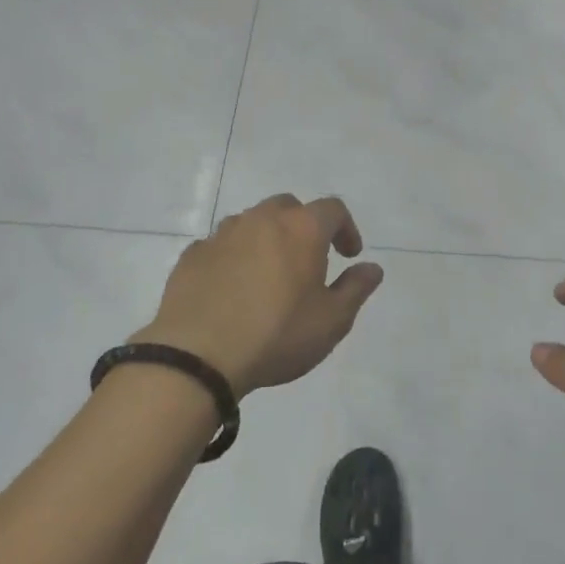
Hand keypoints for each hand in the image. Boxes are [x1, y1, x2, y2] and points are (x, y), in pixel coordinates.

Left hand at [132, 195, 381, 395]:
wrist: (196, 356)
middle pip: (289, 207)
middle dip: (303, 226)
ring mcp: (223, 234)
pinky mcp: (193, 255)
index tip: (349, 255)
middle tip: (308, 260)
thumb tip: (372, 268)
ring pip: (252, 222)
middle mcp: (263, 219)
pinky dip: (233, 257)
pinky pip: (221, 246)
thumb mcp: (331, 321)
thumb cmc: (276, 335)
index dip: (346, 228)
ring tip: (267, 275)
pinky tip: (231, 288)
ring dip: (266, 239)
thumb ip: (356, 289)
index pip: (333, 209)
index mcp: (302, 228)